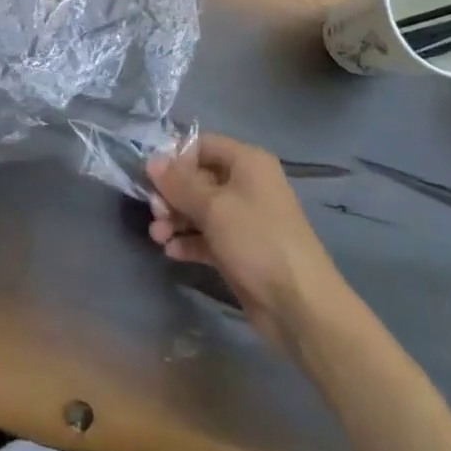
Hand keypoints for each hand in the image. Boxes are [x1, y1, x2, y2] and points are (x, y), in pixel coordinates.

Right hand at [147, 134, 344, 349]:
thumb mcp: (213, 206)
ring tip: (157, 237)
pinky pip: (206, 236)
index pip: (203, 145)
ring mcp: (243, 219)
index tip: (151, 177)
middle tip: (154, 212)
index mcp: (247, 163)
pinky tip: (171, 252)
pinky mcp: (239, 249)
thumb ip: (178, 183)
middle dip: (172, 194)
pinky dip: (188, 241)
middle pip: (198, 178)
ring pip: (200, 209)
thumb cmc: (257, 240)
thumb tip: (151, 160)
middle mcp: (246, 185)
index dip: (176, 158)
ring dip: (175, 219)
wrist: (298, 305)